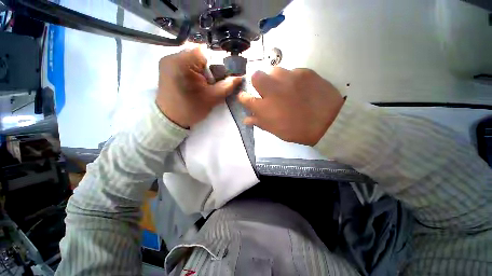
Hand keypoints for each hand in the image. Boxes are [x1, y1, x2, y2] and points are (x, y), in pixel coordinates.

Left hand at [156, 48, 241, 128]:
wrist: (171, 119)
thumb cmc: (190, 110)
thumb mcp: (211, 98)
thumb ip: (226, 86)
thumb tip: (240, 77)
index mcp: (181, 63)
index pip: (206, 52)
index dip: (217, 63)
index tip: (222, 76)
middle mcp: (172, 56)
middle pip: (199, 54)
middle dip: (210, 67)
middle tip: (213, 81)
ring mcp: (168, 61)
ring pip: (193, 58)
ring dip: (203, 69)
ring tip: (205, 83)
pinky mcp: (168, 67)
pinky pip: (186, 62)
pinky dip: (195, 70)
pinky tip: (197, 81)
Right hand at [239, 68, 343, 145]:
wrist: (328, 122)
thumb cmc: (298, 130)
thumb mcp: (276, 130)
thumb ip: (259, 122)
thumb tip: (246, 119)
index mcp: (265, 108)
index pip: (245, 98)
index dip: (243, 97)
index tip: (246, 97)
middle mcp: (273, 90)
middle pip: (256, 76)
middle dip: (258, 81)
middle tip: (267, 90)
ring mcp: (288, 78)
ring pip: (274, 70)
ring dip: (275, 78)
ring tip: (284, 87)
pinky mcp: (304, 72)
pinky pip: (292, 71)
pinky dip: (291, 78)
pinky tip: (299, 87)